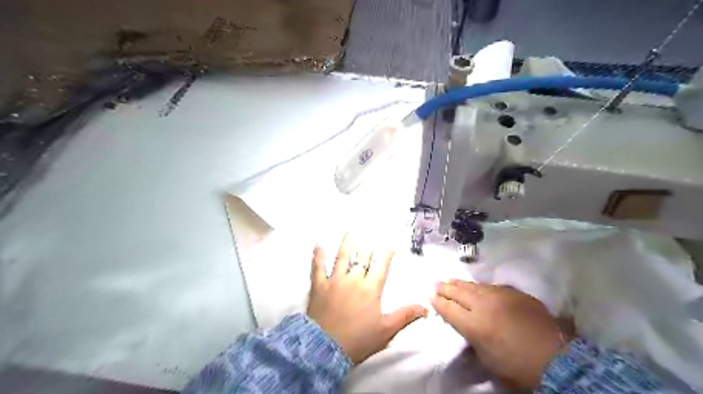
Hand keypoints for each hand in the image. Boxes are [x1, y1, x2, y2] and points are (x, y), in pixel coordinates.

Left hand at [309, 235, 428, 364]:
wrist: (326, 349)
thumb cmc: (358, 340)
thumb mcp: (386, 330)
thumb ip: (405, 316)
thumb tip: (425, 308)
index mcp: (370, 288)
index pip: (381, 266)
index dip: (386, 254)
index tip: (389, 245)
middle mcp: (353, 279)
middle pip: (361, 258)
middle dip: (367, 247)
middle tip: (369, 238)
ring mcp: (335, 281)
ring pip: (341, 257)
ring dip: (346, 244)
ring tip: (349, 233)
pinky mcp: (319, 286)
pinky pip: (318, 268)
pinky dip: (318, 256)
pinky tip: (318, 246)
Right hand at [432, 280, 573, 390]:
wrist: (557, 360)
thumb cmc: (517, 367)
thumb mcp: (487, 359)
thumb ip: (471, 338)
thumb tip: (463, 326)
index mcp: (474, 324)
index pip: (449, 308)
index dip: (438, 302)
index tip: (431, 297)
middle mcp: (484, 305)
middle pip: (459, 292)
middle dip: (445, 288)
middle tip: (436, 283)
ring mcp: (501, 296)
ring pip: (474, 285)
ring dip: (460, 284)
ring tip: (450, 280)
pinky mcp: (515, 293)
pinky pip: (492, 287)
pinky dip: (480, 287)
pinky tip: (477, 287)